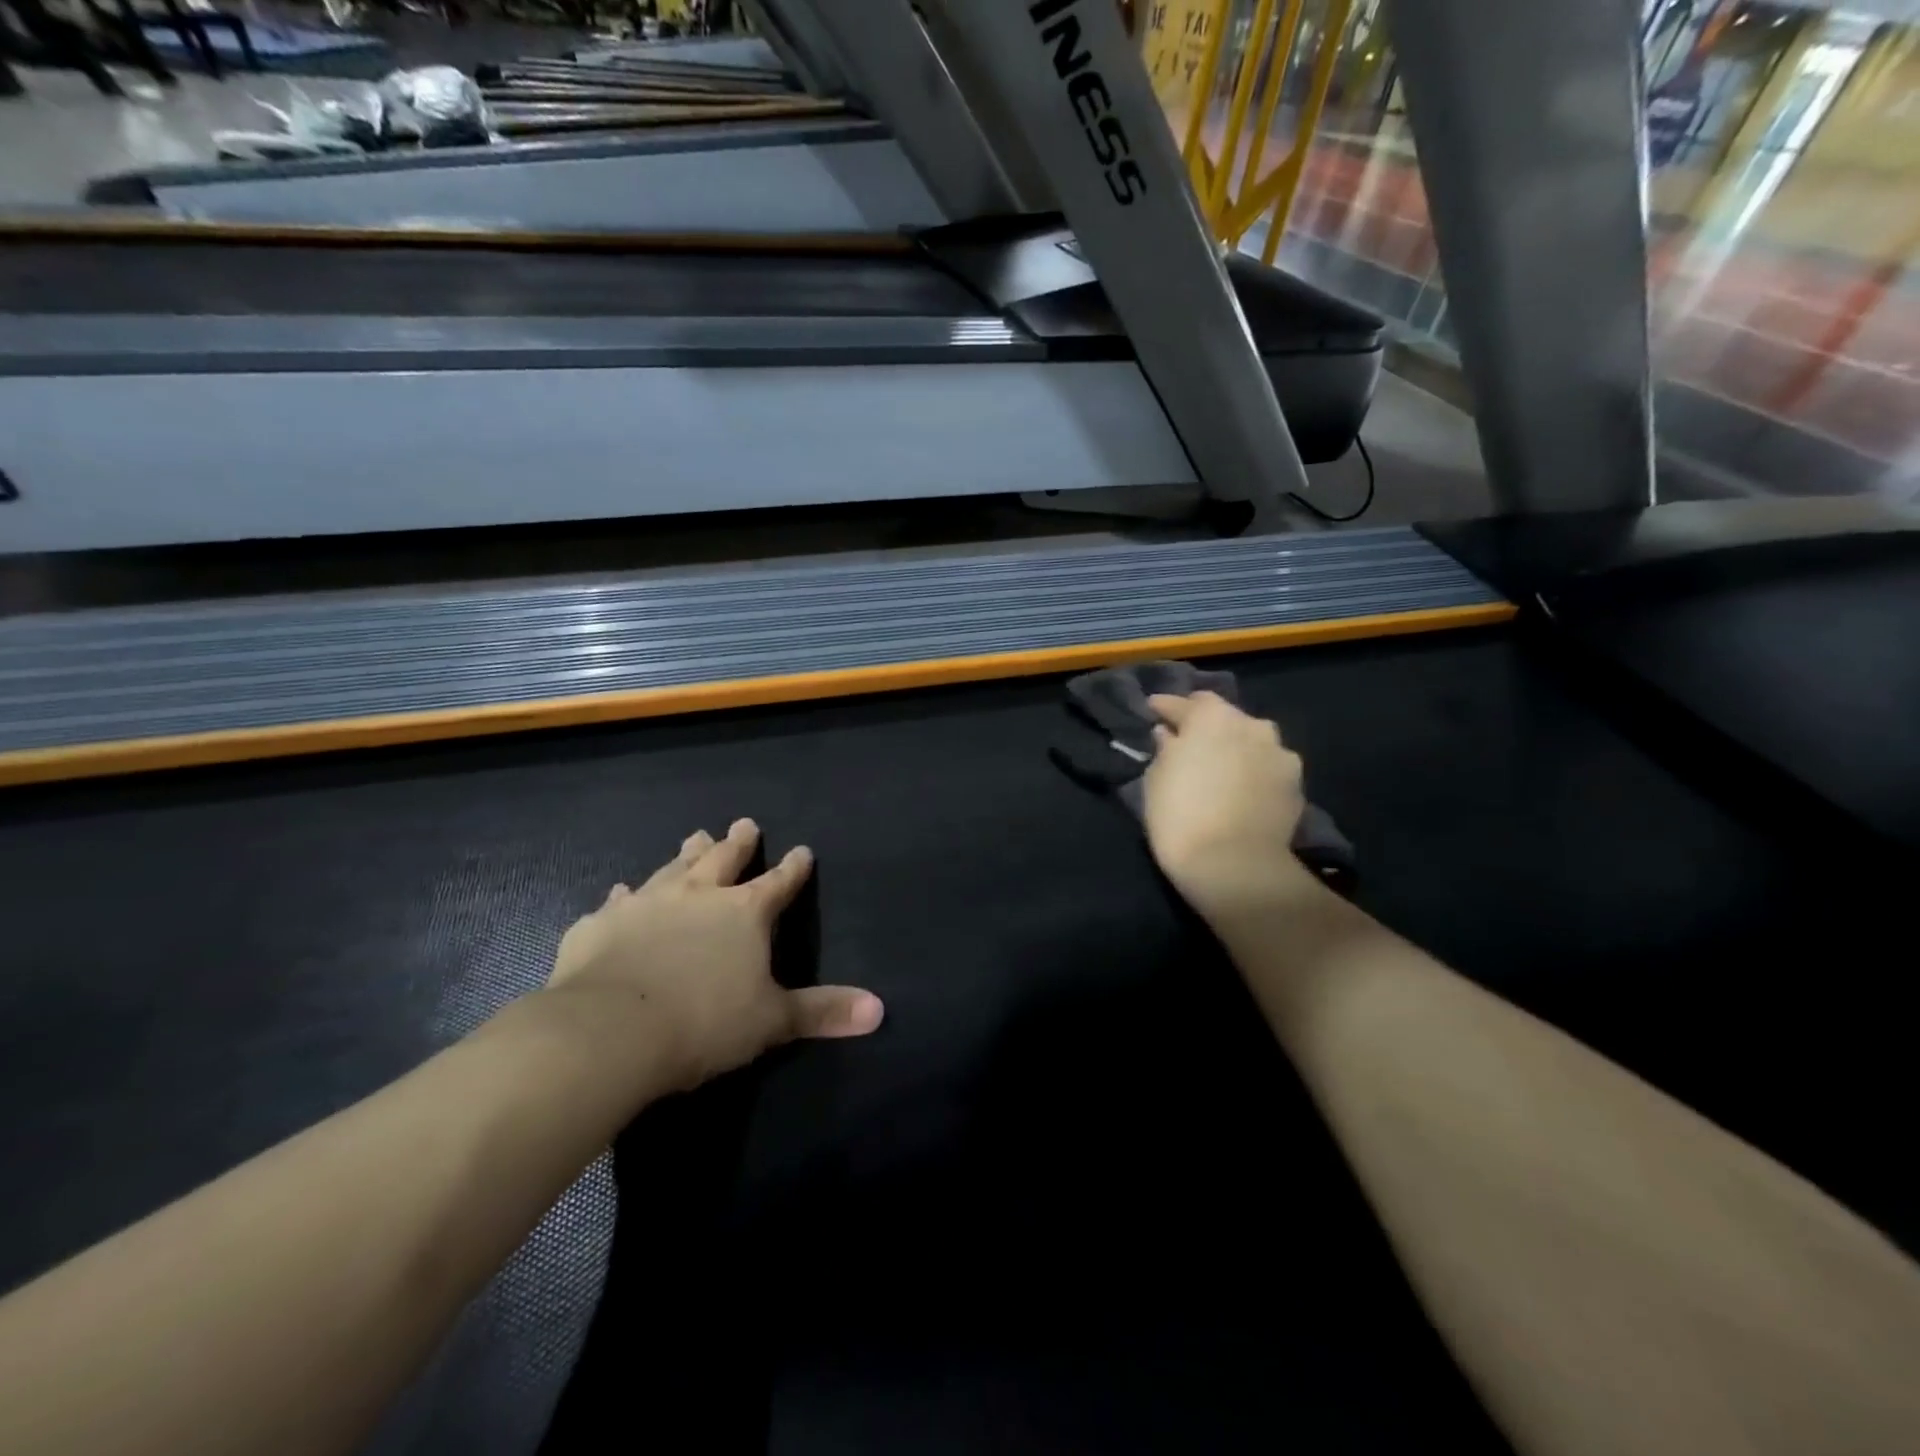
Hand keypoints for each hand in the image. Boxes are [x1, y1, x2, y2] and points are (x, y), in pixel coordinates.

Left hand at [546, 819, 883, 1091]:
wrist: (610, 1031)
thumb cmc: (704, 1022)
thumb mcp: (773, 1021)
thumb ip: (823, 1011)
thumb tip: (879, 1010)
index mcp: (744, 912)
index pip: (779, 883)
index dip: (793, 868)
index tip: (803, 850)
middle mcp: (698, 895)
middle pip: (724, 859)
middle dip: (738, 842)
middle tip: (744, 823)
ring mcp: (646, 904)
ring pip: (673, 868)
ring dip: (687, 854)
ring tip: (695, 836)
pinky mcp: (601, 924)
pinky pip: (617, 901)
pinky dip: (625, 895)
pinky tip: (621, 892)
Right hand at [1143, 692, 1311, 915]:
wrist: (1234, 865)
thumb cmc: (1180, 815)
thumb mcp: (1156, 778)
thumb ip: (1166, 749)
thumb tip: (1171, 736)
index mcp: (1212, 716)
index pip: (1185, 702)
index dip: (1166, 707)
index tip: (1153, 711)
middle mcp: (1252, 725)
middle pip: (1225, 717)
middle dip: (1207, 727)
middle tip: (1189, 743)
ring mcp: (1280, 754)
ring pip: (1252, 742)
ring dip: (1236, 748)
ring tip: (1221, 768)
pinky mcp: (1297, 785)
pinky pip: (1268, 768)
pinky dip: (1254, 773)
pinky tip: (1242, 791)